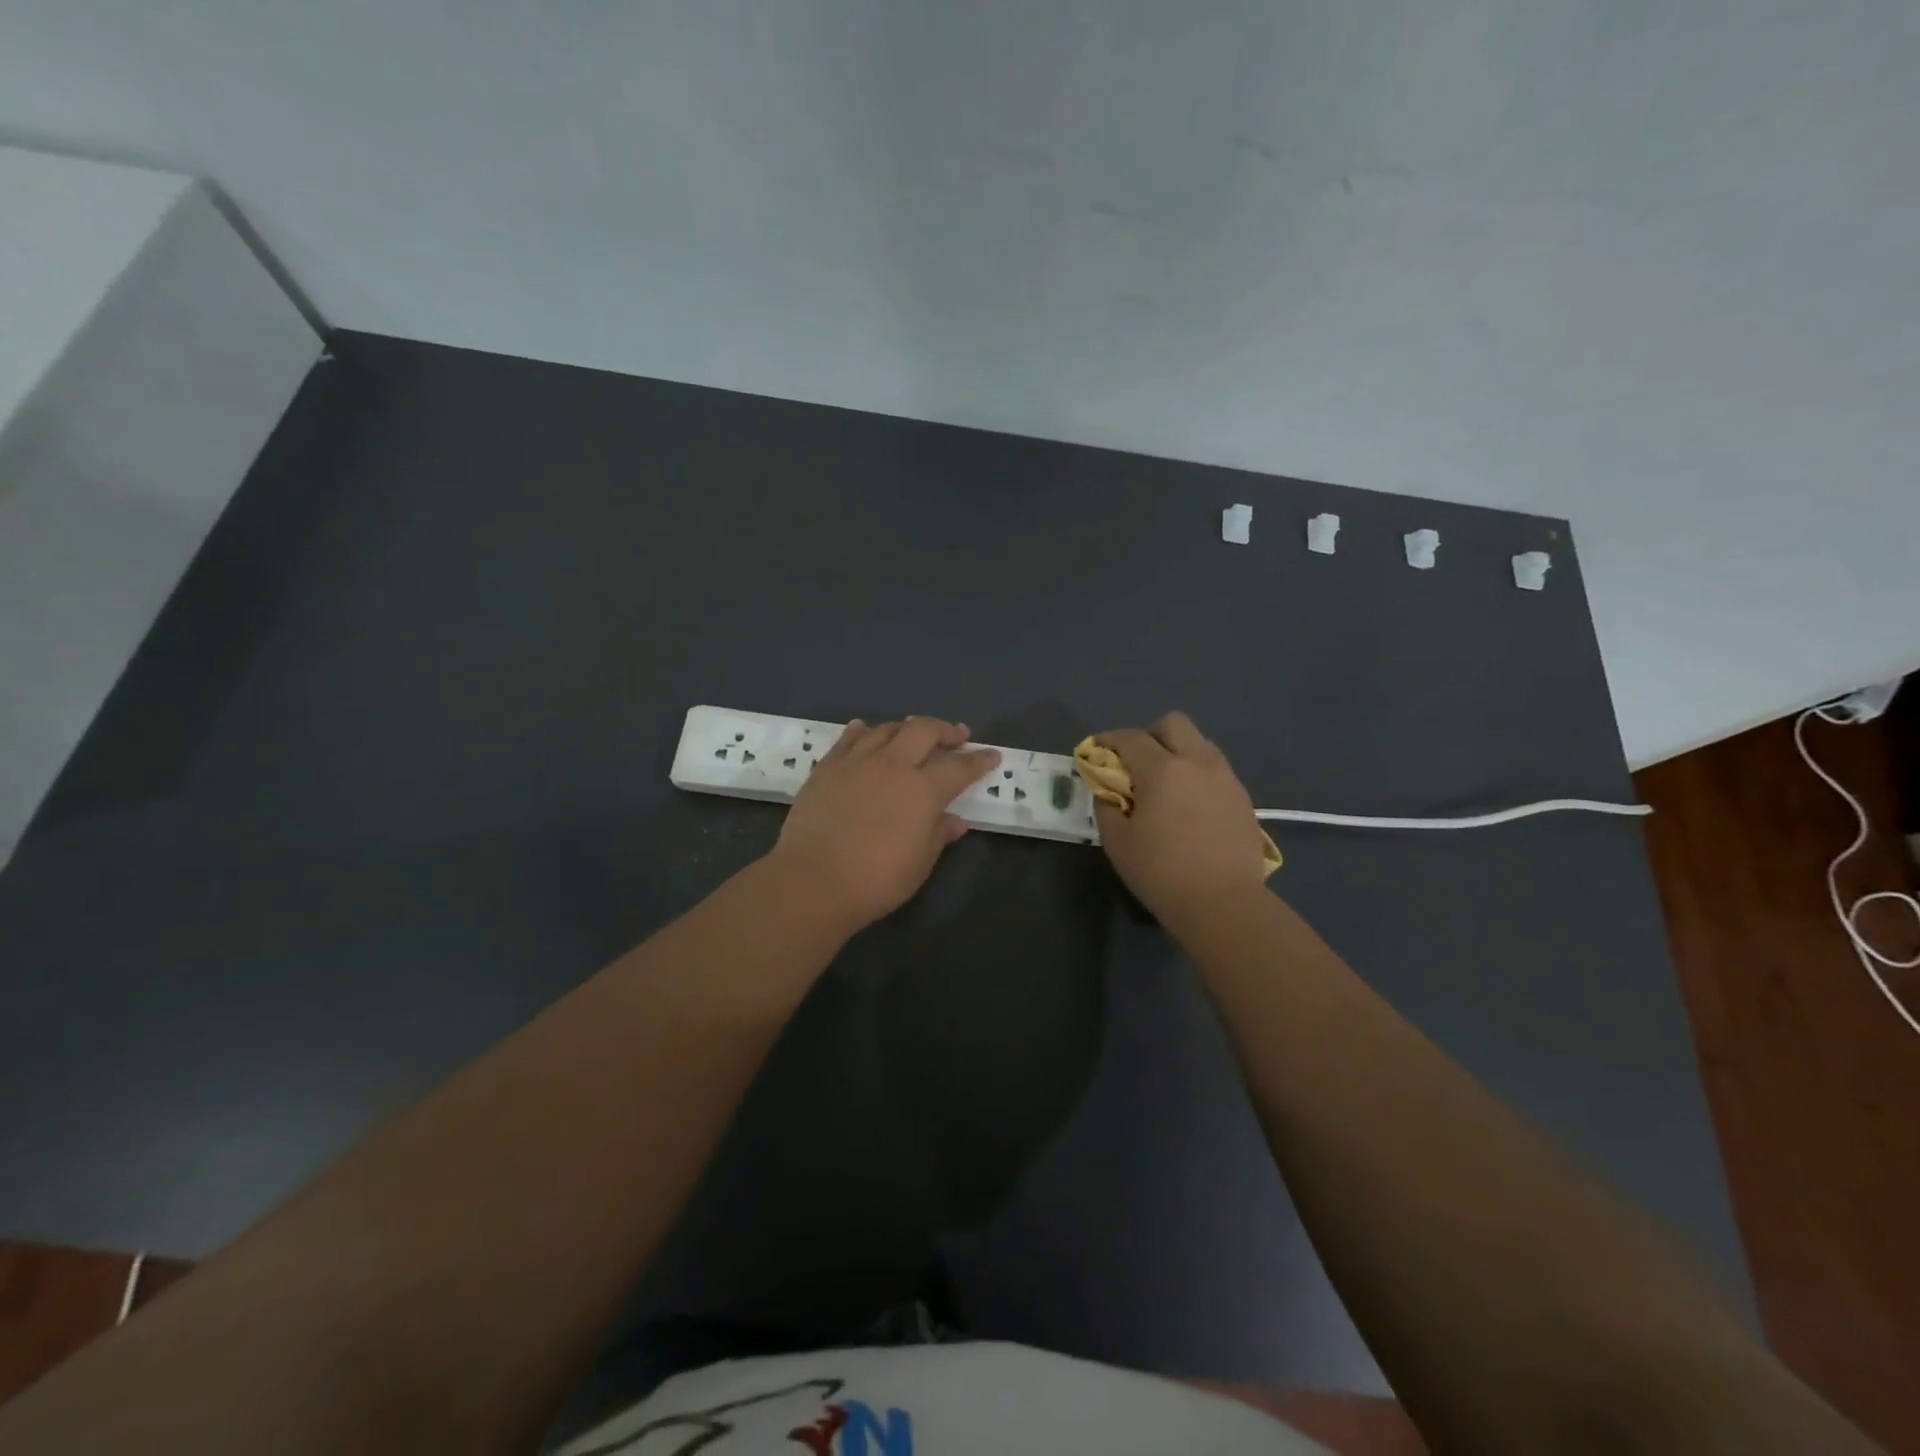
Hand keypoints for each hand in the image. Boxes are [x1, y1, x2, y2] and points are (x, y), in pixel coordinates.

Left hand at [767, 717, 1000, 932]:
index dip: (979, 760)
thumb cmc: (875, 880)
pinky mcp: (826, 768)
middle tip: (956, 735)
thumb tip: (955, 820)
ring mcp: (857, 762)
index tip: (992, 755)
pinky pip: (848, 739)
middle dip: (945, 730)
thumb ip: (938, 835)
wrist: (813, 880)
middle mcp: (893, 765)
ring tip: (912, 733)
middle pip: (923, 730)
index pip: (960, 767)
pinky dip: (862, 731)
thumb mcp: (919, 864)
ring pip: (886, 729)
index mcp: (923, 790)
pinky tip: (865, 729)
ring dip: (906, 728)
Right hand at [1092, 712, 1269, 922]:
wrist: (1223, 903)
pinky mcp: (1243, 798)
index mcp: (1162, 769)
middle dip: (1149, 735)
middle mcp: (1197, 762)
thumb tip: (1107, 790)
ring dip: (1178, 751)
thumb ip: (1106, 806)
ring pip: (1200, 743)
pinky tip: (1190, 805)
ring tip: (1166, 783)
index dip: (1108, 741)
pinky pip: (1216, 769)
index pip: (1130, 738)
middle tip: (1136, 763)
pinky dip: (1197, 774)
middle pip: (1173, 724)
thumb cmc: (1161, 872)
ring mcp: (1225, 778)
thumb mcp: (1117, 842)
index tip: (1097, 752)